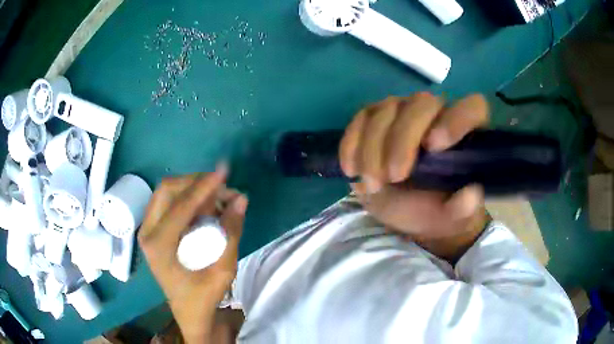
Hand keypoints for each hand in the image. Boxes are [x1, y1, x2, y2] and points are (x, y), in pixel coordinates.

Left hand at [138, 165, 247, 342]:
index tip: (224, 172)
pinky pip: (169, 202)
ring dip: (193, 189)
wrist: (189, 312)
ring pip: (167, 193)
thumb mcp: (223, 269)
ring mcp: (148, 229)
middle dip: (195, 183)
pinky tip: (206, 207)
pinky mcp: (154, 230)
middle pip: (168, 189)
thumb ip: (231, 233)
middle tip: (221, 188)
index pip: (180, 205)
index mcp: (159, 245)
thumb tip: (241, 199)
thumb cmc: (204, 296)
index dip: (204, 186)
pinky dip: (189, 199)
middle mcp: (148, 232)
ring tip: (217, 198)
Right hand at [339, 93, 489, 257]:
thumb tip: (469, 196)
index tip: (434, 147)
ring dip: (373, 148)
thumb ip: (464, 209)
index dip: (457, 119)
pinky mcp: (375, 121)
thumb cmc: (438, 208)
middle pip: (422, 103)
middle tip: (394, 176)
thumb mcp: (453, 217)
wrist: (409, 209)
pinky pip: (360, 119)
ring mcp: (403, 112)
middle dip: (403, 139)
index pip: (473, 107)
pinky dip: (351, 143)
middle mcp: (436, 114)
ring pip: (386, 110)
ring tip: (372, 184)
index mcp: (465, 133)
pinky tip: (351, 169)